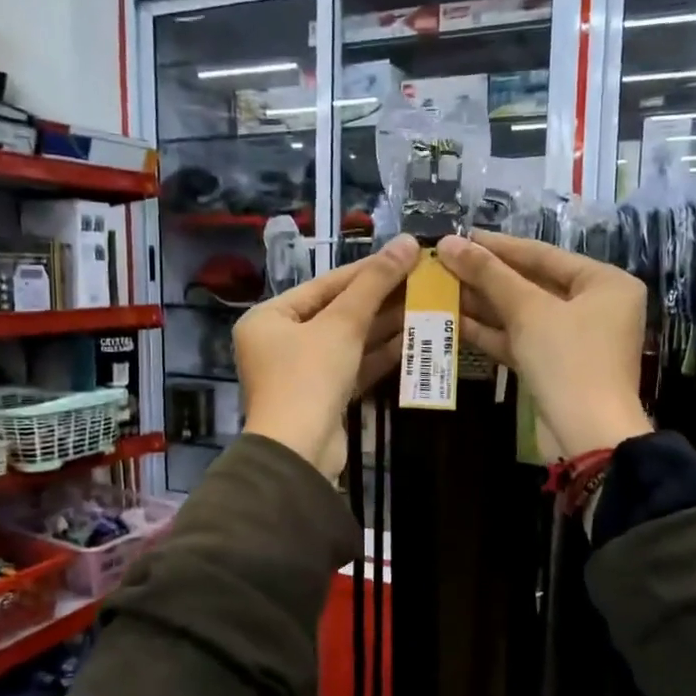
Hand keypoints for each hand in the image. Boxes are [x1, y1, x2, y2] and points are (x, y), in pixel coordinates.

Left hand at [236, 235, 419, 476]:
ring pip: (348, 341)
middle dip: (380, 298)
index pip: (325, 284)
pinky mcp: (323, 397)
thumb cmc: (309, 377)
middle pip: (337, 311)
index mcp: (269, 318)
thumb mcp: (342, 325)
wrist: (299, 453)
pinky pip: (353, 366)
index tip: (405, 254)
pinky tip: (413, 339)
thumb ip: (374, 284)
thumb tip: (407, 242)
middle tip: (422, 280)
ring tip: (426, 304)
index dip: (367, 269)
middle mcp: (280, 342)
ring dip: (385, 325)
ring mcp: (302, 372)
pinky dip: (380, 354)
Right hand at [434, 232, 651, 456]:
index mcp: (604, 282)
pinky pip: (520, 339)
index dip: (498, 246)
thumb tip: (450, 242)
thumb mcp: (528, 311)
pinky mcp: (554, 366)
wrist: (587, 435)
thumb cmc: (568, 360)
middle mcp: (594, 306)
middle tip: (445, 263)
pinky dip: (491, 332)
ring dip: (483, 304)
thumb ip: (489, 274)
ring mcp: (574, 339)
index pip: (543, 254)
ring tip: (440, 288)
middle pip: (532, 283)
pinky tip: (453, 321)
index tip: (460, 236)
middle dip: (486, 277)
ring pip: (522, 314)